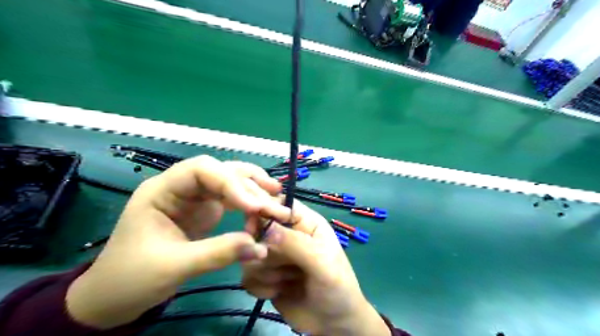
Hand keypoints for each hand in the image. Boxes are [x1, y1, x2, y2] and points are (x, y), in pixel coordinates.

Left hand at [66, 156, 289, 329]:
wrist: (114, 296)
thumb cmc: (132, 278)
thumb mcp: (174, 266)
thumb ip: (218, 253)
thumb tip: (261, 247)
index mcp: (162, 190)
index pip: (201, 170)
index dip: (230, 183)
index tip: (253, 207)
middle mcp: (182, 188)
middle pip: (222, 173)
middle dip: (250, 187)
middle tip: (276, 204)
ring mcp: (195, 198)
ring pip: (230, 182)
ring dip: (254, 190)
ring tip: (277, 197)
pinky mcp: (206, 211)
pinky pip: (232, 199)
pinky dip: (250, 203)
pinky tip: (264, 208)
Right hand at [241, 201, 388, 334]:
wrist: (334, 324)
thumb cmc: (337, 287)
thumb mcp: (322, 262)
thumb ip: (296, 244)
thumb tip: (267, 228)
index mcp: (306, 223)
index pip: (281, 204)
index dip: (264, 209)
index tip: (253, 226)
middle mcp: (288, 235)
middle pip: (259, 228)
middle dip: (265, 250)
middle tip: (271, 261)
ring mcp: (275, 256)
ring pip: (251, 254)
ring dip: (265, 271)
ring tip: (286, 281)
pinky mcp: (266, 276)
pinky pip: (248, 276)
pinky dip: (260, 286)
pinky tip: (277, 292)